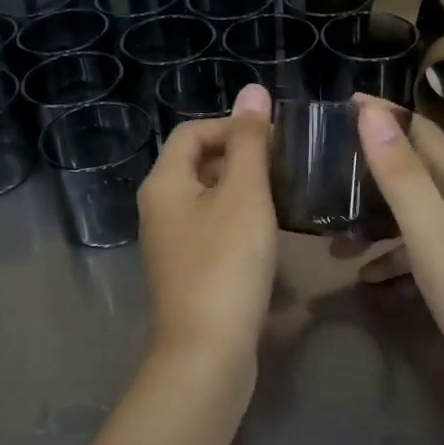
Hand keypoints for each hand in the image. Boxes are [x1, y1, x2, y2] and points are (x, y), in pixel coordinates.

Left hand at [138, 83, 277, 367]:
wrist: (207, 353)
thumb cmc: (226, 264)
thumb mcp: (244, 195)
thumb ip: (250, 142)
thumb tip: (252, 91)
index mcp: (164, 183)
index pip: (192, 131)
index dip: (232, 126)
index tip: (273, 140)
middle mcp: (159, 208)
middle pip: (197, 163)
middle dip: (241, 158)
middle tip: (284, 167)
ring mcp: (171, 242)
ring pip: (208, 198)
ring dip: (244, 191)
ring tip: (284, 196)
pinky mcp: (188, 270)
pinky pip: (213, 229)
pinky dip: (239, 223)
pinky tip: (270, 236)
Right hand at [352, 99, 443, 428]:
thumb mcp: (438, 242)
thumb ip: (405, 180)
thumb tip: (373, 115)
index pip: (424, 133)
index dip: (384, 115)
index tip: (338, 106)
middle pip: (419, 172)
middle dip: (372, 166)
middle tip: (324, 170)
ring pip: (418, 215)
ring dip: (376, 218)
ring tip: (332, 236)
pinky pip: (424, 252)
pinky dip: (394, 256)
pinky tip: (369, 278)